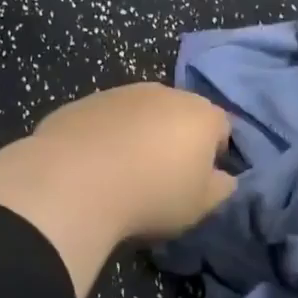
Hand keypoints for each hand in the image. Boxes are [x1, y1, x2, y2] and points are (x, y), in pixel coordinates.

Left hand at [0, 83, 234, 297]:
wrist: (74, 182)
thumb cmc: (152, 196)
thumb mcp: (200, 205)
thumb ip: (220, 188)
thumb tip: (224, 177)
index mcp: (201, 114)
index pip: (222, 127)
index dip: (215, 153)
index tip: (200, 181)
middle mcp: (164, 93)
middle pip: (180, 114)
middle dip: (176, 139)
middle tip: (163, 177)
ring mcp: (120, 93)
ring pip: (140, 113)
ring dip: (139, 135)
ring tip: (123, 174)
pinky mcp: (82, 103)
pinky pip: (104, 121)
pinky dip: (104, 137)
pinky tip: (92, 168)